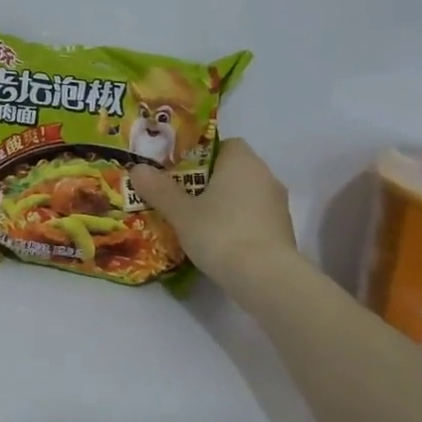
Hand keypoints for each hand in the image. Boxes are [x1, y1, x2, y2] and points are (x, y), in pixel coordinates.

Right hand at [132, 138, 298, 288]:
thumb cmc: (220, 232)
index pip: (226, 144)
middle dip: (210, 181)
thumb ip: (159, 189)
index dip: (202, 154)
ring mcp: (278, 205)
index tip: (181, 171)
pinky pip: (254, 217)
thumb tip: (137, 168)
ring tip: (196, 221)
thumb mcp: (180, 212)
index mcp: (242, 161)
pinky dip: (238, 223)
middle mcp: (265, 176)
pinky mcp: (283, 231)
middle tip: (181, 197)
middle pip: (234, 170)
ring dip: (225, 204)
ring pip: (245, 195)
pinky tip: (218, 241)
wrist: (265, 277)